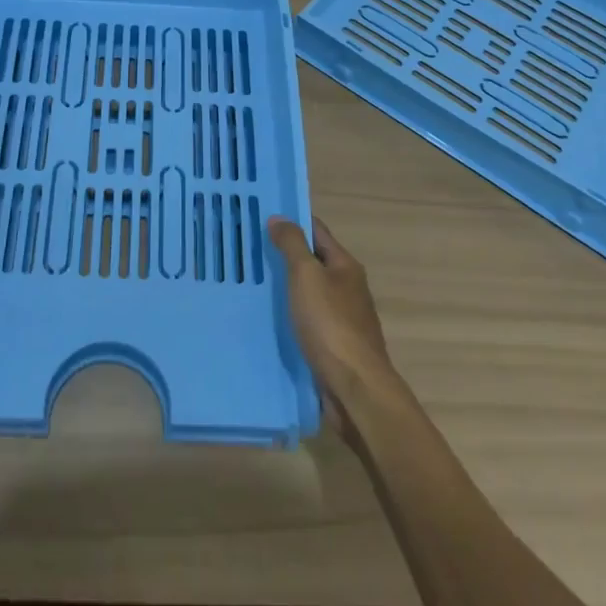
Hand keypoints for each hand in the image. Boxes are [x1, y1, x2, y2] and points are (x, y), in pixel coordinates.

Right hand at [268, 215, 397, 425]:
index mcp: (345, 266)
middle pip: (314, 262)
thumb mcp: (307, 276)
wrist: (355, 388)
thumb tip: (279, 218)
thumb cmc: (330, 324)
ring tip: (254, 283)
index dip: (293, 221)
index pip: (317, 231)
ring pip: (310, 293)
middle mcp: (348, 288)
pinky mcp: (335, 346)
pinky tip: (271, 319)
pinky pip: (309, 320)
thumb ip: (292, 245)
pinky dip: (291, 315)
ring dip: (287, 287)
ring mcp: (344, 319)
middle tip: (251, 249)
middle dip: (286, 255)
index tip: (263, 216)